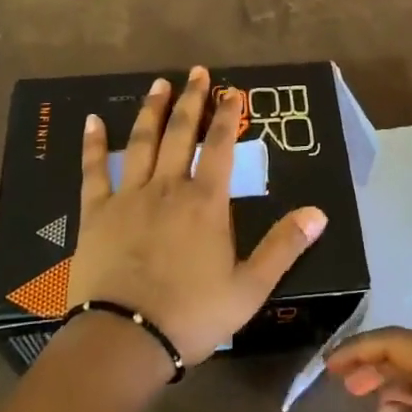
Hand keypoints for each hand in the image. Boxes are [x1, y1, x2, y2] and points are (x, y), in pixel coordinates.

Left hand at [69, 66, 327, 368]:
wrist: (124, 340)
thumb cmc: (191, 315)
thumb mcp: (249, 288)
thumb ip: (284, 247)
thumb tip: (319, 213)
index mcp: (205, 202)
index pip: (218, 146)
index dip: (226, 115)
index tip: (232, 90)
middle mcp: (167, 187)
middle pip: (180, 133)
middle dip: (191, 100)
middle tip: (197, 72)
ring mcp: (129, 197)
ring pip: (141, 142)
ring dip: (152, 110)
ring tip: (159, 84)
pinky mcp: (96, 213)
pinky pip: (93, 171)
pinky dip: (93, 144)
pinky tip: (92, 120)